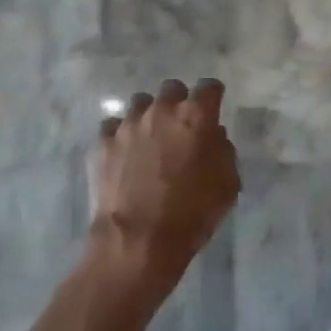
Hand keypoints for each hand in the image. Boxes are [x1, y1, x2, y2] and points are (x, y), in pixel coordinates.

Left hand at [87, 78, 239, 287]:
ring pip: (140, 104)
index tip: (212, 110)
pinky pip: (113, 127)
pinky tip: (123, 155)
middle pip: (172, 89)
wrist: (137, 243)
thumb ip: (223, 150)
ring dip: (148, 117)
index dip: (212, 97)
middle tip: (179, 128)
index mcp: (195, 116)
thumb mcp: (227, 184)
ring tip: (148, 141)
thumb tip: (213, 136)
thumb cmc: (191, 214)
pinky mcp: (102, 143)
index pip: (209, 87)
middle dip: (178, 103)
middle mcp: (161, 110)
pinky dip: (120, 136)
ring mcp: (128, 125)